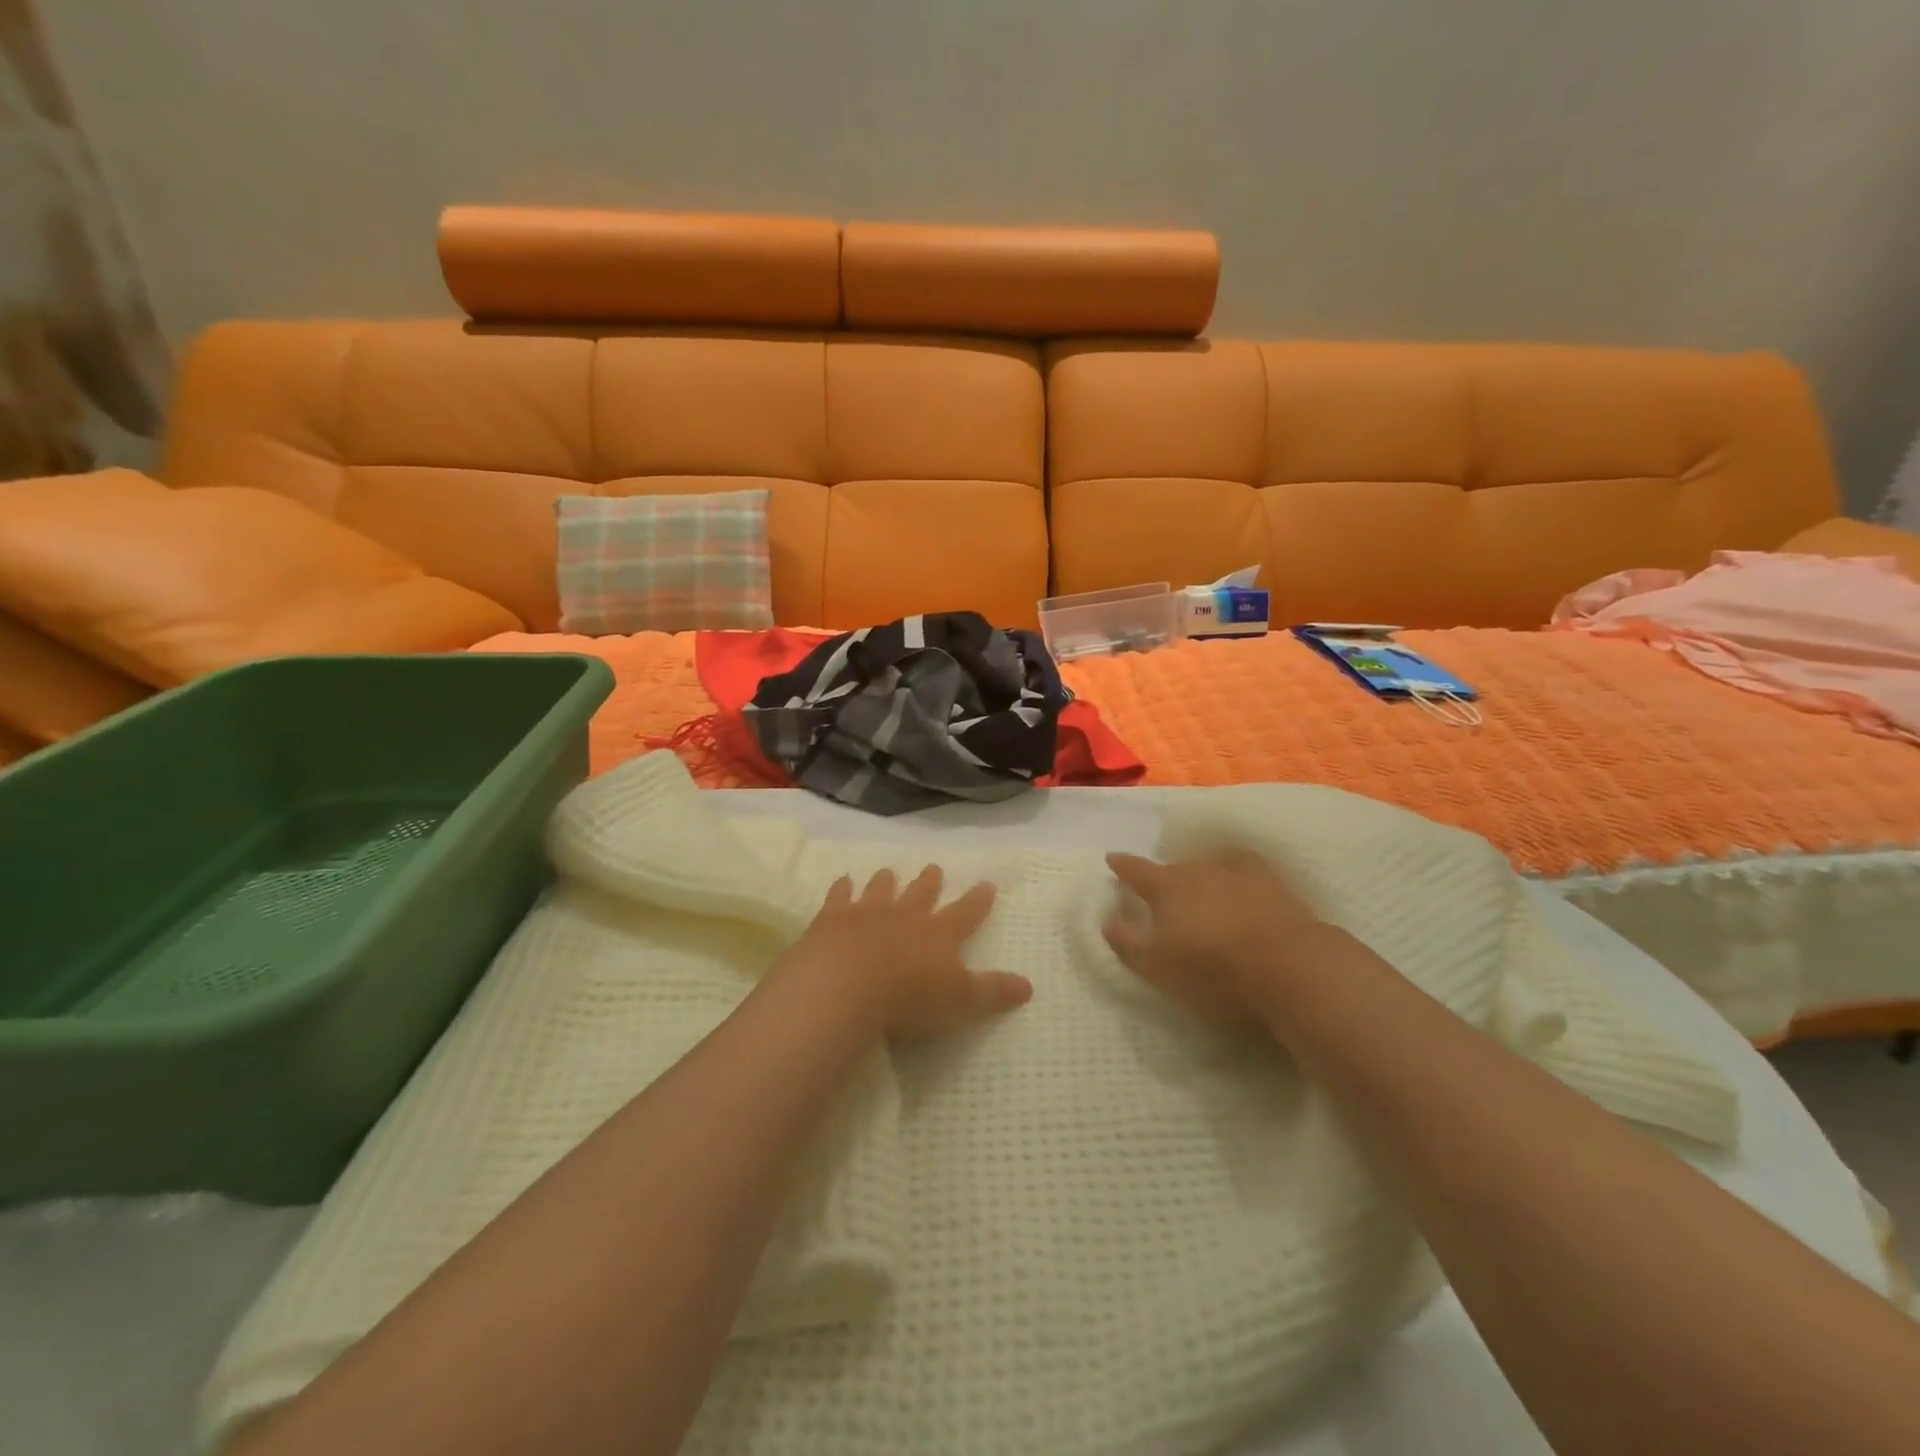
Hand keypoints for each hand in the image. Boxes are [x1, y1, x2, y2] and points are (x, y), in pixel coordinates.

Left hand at [779, 866, 1032, 1038]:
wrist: (847, 983)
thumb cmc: (909, 997)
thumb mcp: (961, 1000)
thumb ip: (992, 992)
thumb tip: (1029, 986)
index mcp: (939, 934)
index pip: (966, 913)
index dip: (978, 900)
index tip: (987, 884)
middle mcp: (906, 916)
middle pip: (921, 894)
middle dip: (929, 882)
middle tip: (934, 867)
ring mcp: (868, 912)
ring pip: (881, 890)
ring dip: (886, 881)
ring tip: (889, 871)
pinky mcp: (833, 918)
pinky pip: (839, 896)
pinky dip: (842, 888)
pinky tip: (843, 881)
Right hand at [1102, 850, 1332, 1021]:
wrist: (1286, 963)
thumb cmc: (1212, 967)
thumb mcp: (1158, 965)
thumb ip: (1129, 943)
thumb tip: (1108, 922)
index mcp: (1166, 887)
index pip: (1137, 871)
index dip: (1123, 865)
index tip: (1112, 858)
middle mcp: (1199, 871)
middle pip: (1175, 869)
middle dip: (1165, 877)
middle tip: (1160, 889)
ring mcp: (1238, 874)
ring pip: (1211, 869)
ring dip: (1202, 878)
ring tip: (1201, 889)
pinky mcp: (1273, 885)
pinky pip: (1248, 872)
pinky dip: (1240, 877)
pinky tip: (1243, 885)